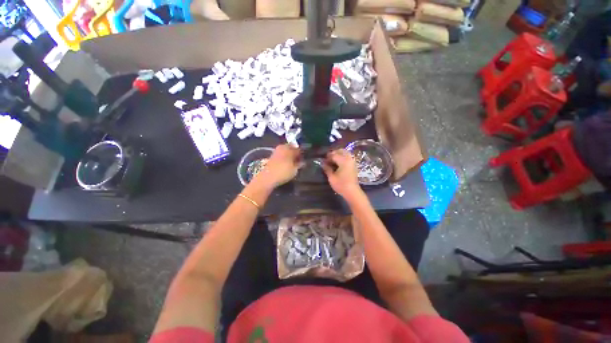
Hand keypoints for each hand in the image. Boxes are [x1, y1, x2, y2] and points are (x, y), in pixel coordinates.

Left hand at [253, 144, 300, 188]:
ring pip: (286, 152)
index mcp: (288, 147)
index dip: (303, 153)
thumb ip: (300, 164)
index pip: (298, 148)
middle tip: (300, 161)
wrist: (267, 178)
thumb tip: (303, 162)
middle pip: (291, 148)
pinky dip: (285, 158)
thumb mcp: (295, 169)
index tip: (305, 158)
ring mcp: (276, 152)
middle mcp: (282, 147)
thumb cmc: (283, 172)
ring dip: (290, 156)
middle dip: (296, 153)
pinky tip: (287, 165)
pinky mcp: (272, 157)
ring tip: (294, 164)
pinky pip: (281, 155)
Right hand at [322, 149, 362, 200]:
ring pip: (345, 153)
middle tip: (327, 159)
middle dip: (333, 153)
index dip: (327, 157)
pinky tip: (338, 163)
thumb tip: (322, 163)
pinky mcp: (354, 165)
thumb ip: (327, 168)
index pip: (334, 155)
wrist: (352, 192)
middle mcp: (349, 159)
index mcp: (343, 161)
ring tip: (332, 160)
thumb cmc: (341, 185)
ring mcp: (352, 161)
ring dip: (338, 154)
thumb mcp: (331, 177)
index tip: (323, 160)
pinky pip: (348, 157)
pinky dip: (342, 157)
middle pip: (341, 151)